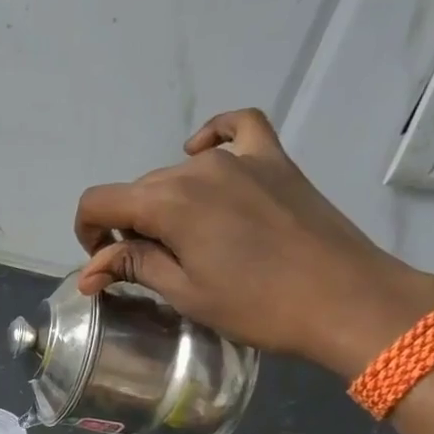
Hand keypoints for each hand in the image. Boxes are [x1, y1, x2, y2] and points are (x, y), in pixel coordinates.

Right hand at [73, 108, 433, 377]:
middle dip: (129, 227)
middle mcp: (196, 168)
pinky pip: (237, 128)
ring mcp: (240, 158)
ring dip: (166, 203)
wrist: (346, 300)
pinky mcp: (275, 160)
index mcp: (168, 203)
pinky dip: (213, 135)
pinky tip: (203, 150)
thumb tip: (91, 270)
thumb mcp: (186, 293)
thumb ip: (134, 267)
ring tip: (185, 240)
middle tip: (146, 268)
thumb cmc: (257, 306)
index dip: (87, 233)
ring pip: (178, 171)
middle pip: (139, 191)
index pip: (99, 202)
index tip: (102, 264)